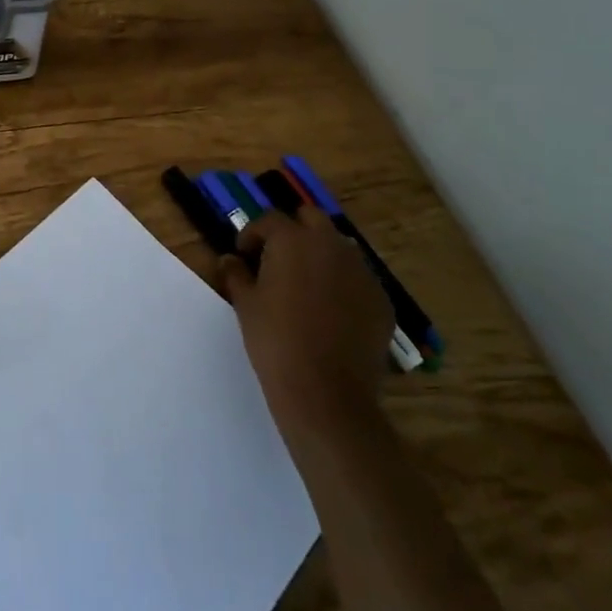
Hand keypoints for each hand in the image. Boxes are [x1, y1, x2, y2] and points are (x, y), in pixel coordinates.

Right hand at [220, 209, 394, 428]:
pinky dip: (343, 283)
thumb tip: (230, 260)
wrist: (326, 392)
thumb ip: (236, 275)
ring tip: (305, 282)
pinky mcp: (381, 299)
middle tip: (276, 257)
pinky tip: (331, 311)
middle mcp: (331, 245)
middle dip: (293, 230)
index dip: (252, 234)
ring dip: (321, 253)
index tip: (243, 253)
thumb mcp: (245, 305)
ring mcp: (362, 271)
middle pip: (311, 219)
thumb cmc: (275, 340)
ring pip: (339, 247)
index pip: (270, 219)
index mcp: (293, 240)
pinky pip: (359, 279)